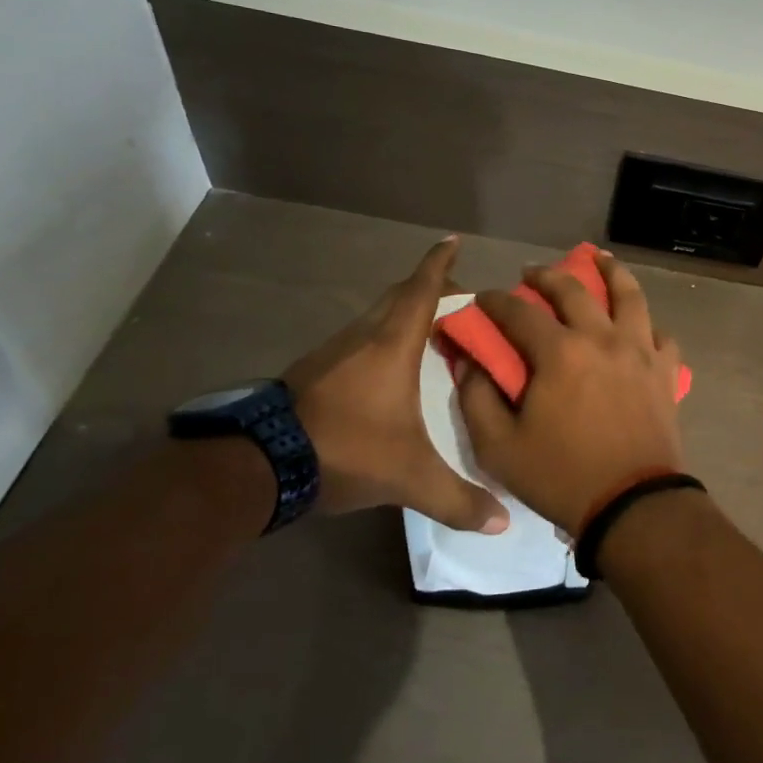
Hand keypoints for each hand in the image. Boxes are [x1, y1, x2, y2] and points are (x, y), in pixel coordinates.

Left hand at [283, 236, 508, 532]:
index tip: (452, 240)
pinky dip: (379, 336)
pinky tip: (386, 364)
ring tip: (428, 329)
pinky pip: (357, 338)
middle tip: (456, 293)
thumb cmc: (346, 449)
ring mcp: (332, 351)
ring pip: (374, 316)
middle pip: (398, 296)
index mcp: (392, 344)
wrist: (259, 464)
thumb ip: (457, 499)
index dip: (439, 263)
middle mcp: (363, 336)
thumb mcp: (409, 477)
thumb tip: (503, 523)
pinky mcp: (312, 371)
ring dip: (401, 312)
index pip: (421, 290)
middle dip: (427, 287)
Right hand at [458, 252, 683, 535]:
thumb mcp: (499, 447)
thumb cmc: (561, 476)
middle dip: (546, 274)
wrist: (632, 504)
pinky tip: (639, 324)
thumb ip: (477, 398)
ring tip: (598, 259)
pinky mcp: (665, 370)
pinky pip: (660, 334)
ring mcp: (640, 350)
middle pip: (574, 289)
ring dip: (610, 271)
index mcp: (559, 352)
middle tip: (532, 272)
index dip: (494, 302)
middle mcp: (601, 337)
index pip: (518, 312)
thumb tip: (469, 361)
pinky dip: (647, 324)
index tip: (482, 299)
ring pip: (629, 294)